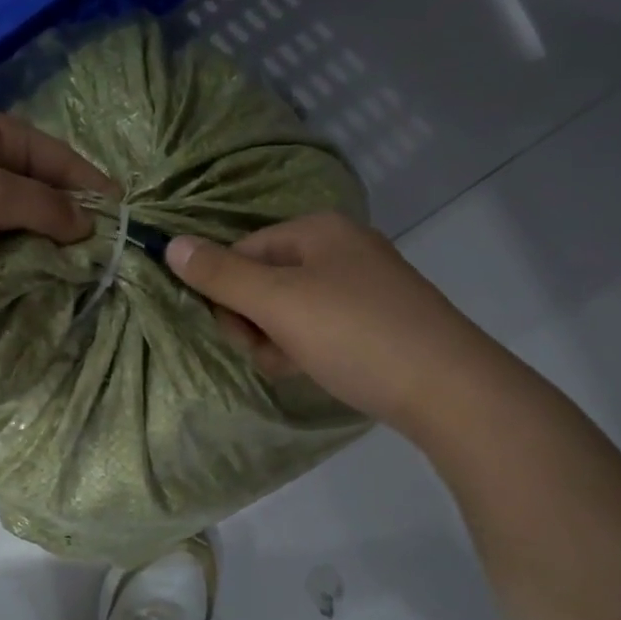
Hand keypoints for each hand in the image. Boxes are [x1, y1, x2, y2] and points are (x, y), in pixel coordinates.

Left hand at [0, 103, 115, 315]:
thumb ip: (44, 204)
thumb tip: (88, 225)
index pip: (52, 153)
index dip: (88, 182)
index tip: (124, 215)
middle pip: (34, 184)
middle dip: (67, 214)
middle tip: (102, 250)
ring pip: (13, 217)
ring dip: (41, 240)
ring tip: (74, 267)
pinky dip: (13, 256)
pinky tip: (32, 273)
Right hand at [164, 212, 498, 431]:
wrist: (449, 389)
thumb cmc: (354, 334)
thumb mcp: (278, 303)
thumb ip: (221, 275)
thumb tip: (170, 243)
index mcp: (318, 230)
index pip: (242, 251)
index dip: (227, 293)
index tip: (237, 332)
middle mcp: (341, 248)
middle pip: (265, 280)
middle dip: (255, 321)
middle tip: (270, 351)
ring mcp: (364, 285)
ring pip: (290, 309)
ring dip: (279, 340)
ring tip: (298, 365)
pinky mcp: (378, 320)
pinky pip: (320, 326)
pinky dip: (309, 348)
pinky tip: (320, 369)